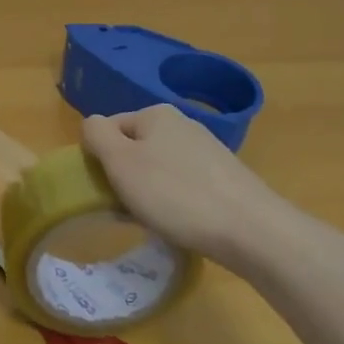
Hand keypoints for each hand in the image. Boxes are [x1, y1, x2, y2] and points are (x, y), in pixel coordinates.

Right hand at [80, 104, 282, 258]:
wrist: (251, 230)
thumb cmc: (175, 194)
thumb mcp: (121, 162)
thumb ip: (97, 135)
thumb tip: (92, 124)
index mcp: (155, 113)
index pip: (109, 127)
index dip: (100, 158)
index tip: (105, 189)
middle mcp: (182, 124)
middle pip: (135, 148)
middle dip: (126, 177)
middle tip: (127, 209)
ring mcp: (207, 150)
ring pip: (160, 168)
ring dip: (150, 192)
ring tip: (155, 221)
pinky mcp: (225, 178)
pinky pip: (185, 185)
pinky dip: (176, 202)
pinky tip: (182, 223)